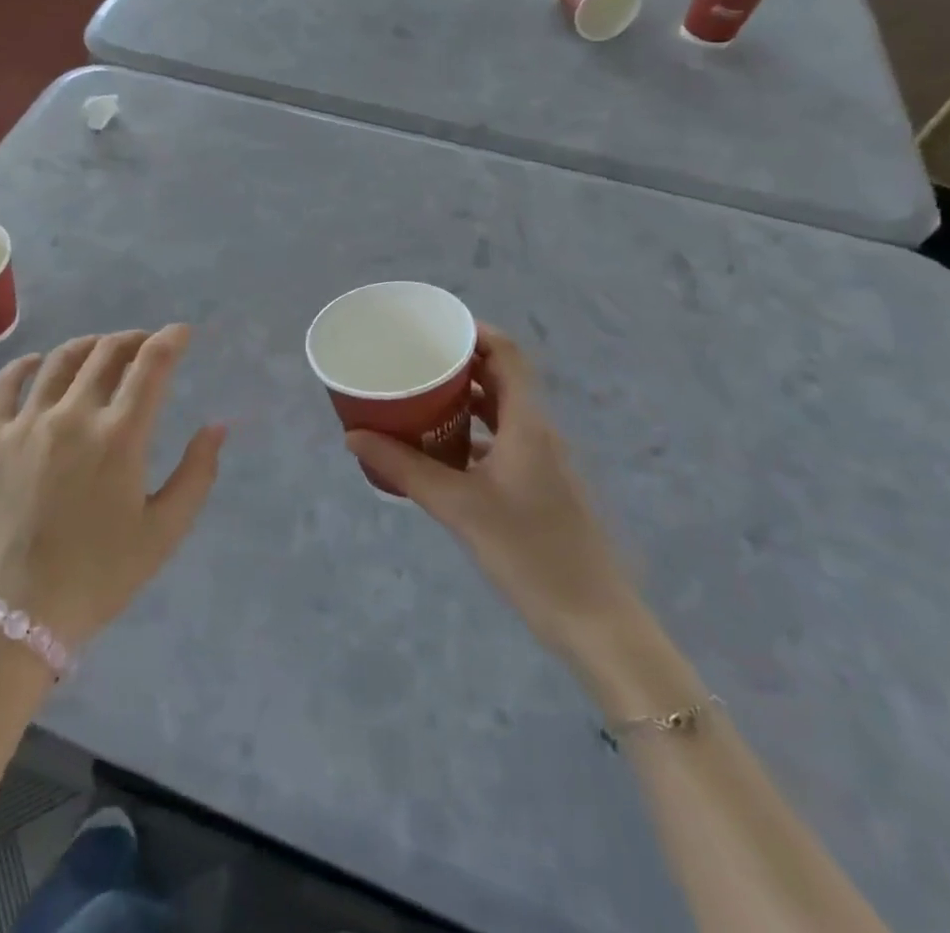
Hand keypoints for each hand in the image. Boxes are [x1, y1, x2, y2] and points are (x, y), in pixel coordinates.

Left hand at [0, 325, 226, 647]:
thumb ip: (196, 475)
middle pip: (106, 353)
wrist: (10, 616)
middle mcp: (73, 415)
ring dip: (88, 345)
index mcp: (120, 436)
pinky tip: (36, 364)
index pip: (151, 365)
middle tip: (144, 344)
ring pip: (59, 360)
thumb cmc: (97, 578)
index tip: (181, 332)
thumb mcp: (163, 533)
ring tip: (100, 349)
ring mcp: (26, 423)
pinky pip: (5, 384)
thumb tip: (217, 426)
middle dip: (133, 339)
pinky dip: (25, 364)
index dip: (170, 340)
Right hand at [345, 324, 639, 661]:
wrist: (595, 622)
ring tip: (418, 396)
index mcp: (528, 423)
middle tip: (413, 358)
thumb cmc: (530, 553)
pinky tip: (438, 449)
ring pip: (500, 411)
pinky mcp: (537, 487)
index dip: (473, 330)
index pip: (507, 353)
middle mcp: (538, 432)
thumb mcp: (459, 507)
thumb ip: (404, 469)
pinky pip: (500, 441)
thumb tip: (353, 436)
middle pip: (500, 377)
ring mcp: (541, 460)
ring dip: (463, 399)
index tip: (431, 325)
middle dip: (458, 362)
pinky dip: (470, 433)